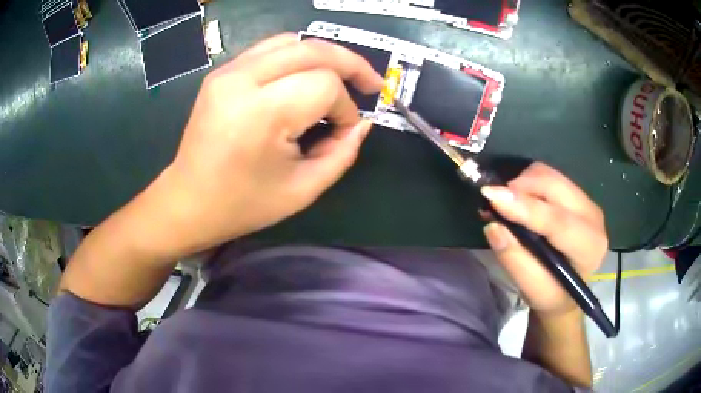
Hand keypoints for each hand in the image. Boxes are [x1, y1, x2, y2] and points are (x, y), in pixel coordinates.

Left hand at [149, 34, 383, 254]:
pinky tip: (306, 76)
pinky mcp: (222, 72)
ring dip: (325, 56)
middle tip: (371, 84)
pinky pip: (270, 49)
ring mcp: (228, 71)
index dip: (345, 107)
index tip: (342, 132)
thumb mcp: (303, 190)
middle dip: (350, 64)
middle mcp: (242, 80)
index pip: (325, 85)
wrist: (188, 201)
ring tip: (341, 78)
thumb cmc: (243, 204)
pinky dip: (298, 57)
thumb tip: (362, 123)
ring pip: (293, 42)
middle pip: (313, 49)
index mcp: (261, 113)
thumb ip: (342, 153)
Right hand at [480, 162, 607, 314]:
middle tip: (493, 201)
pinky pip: (550, 176)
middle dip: (520, 187)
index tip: (492, 197)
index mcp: (588, 246)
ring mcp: (587, 201)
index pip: (557, 220)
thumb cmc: (551, 295)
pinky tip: (520, 200)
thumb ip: (514, 259)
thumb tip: (493, 226)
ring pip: (550, 175)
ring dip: (523, 183)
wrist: (569, 292)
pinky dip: (529, 183)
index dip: (525, 207)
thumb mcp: (531, 288)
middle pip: (555, 186)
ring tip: (506, 203)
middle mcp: (593, 217)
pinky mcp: (578, 195)